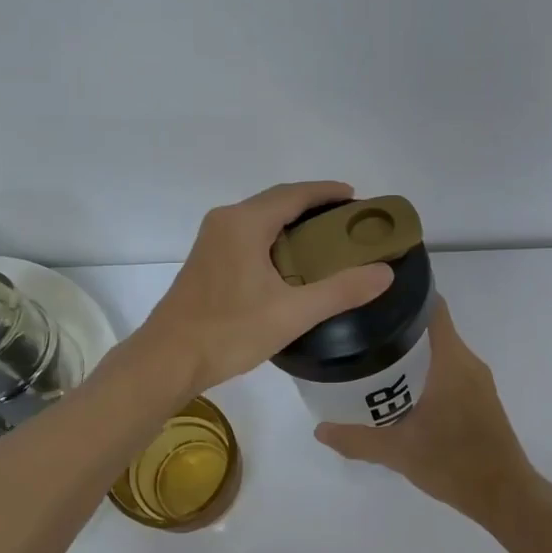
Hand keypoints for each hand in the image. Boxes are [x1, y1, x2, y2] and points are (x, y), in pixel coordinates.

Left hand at [139, 181, 393, 393]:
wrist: (166, 360)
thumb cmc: (229, 332)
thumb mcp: (292, 313)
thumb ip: (341, 291)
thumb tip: (385, 272)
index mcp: (244, 223)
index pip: (294, 194)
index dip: (327, 192)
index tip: (357, 199)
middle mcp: (225, 221)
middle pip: (277, 202)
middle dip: (313, 207)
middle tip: (349, 223)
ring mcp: (211, 240)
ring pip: (261, 219)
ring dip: (293, 223)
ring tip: (327, 242)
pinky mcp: (206, 260)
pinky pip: (248, 235)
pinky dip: (275, 238)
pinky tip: (292, 263)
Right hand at [313, 300, 538, 524]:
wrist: (505, 496)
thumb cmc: (454, 464)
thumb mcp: (398, 452)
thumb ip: (357, 439)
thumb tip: (319, 429)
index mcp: (451, 362)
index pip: (433, 308)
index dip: (406, 294)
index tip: (374, 295)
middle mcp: (467, 362)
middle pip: (432, 327)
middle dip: (398, 324)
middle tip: (359, 329)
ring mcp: (477, 381)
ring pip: (441, 350)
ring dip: (411, 349)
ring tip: (372, 356)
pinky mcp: (480, 398)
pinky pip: (449, 368)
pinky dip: (425, 369)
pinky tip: (398, 388)